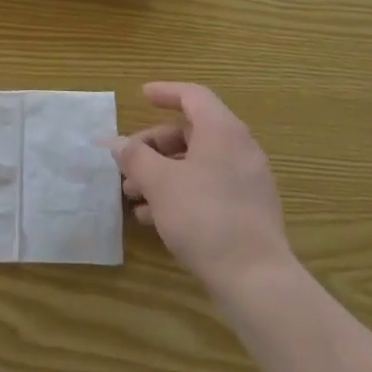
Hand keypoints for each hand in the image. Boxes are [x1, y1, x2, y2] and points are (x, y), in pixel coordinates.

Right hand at [114, 83, 292, 300]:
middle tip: (127, 162)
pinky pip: (209, 187)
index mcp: (223, 131)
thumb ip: (135, 157)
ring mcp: (248, 182)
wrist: (255, 279)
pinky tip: (154, 217)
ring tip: (132, 195)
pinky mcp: (249, 211)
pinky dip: (181, 191)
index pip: (193, 96)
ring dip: (163, 172)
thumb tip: (116, 143)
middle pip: (192, 132)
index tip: (141, 96)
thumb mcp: (159, 183)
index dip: (165, 92)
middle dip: (154, 145)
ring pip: (198, 163)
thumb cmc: (204, 216)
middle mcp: (240, 149)